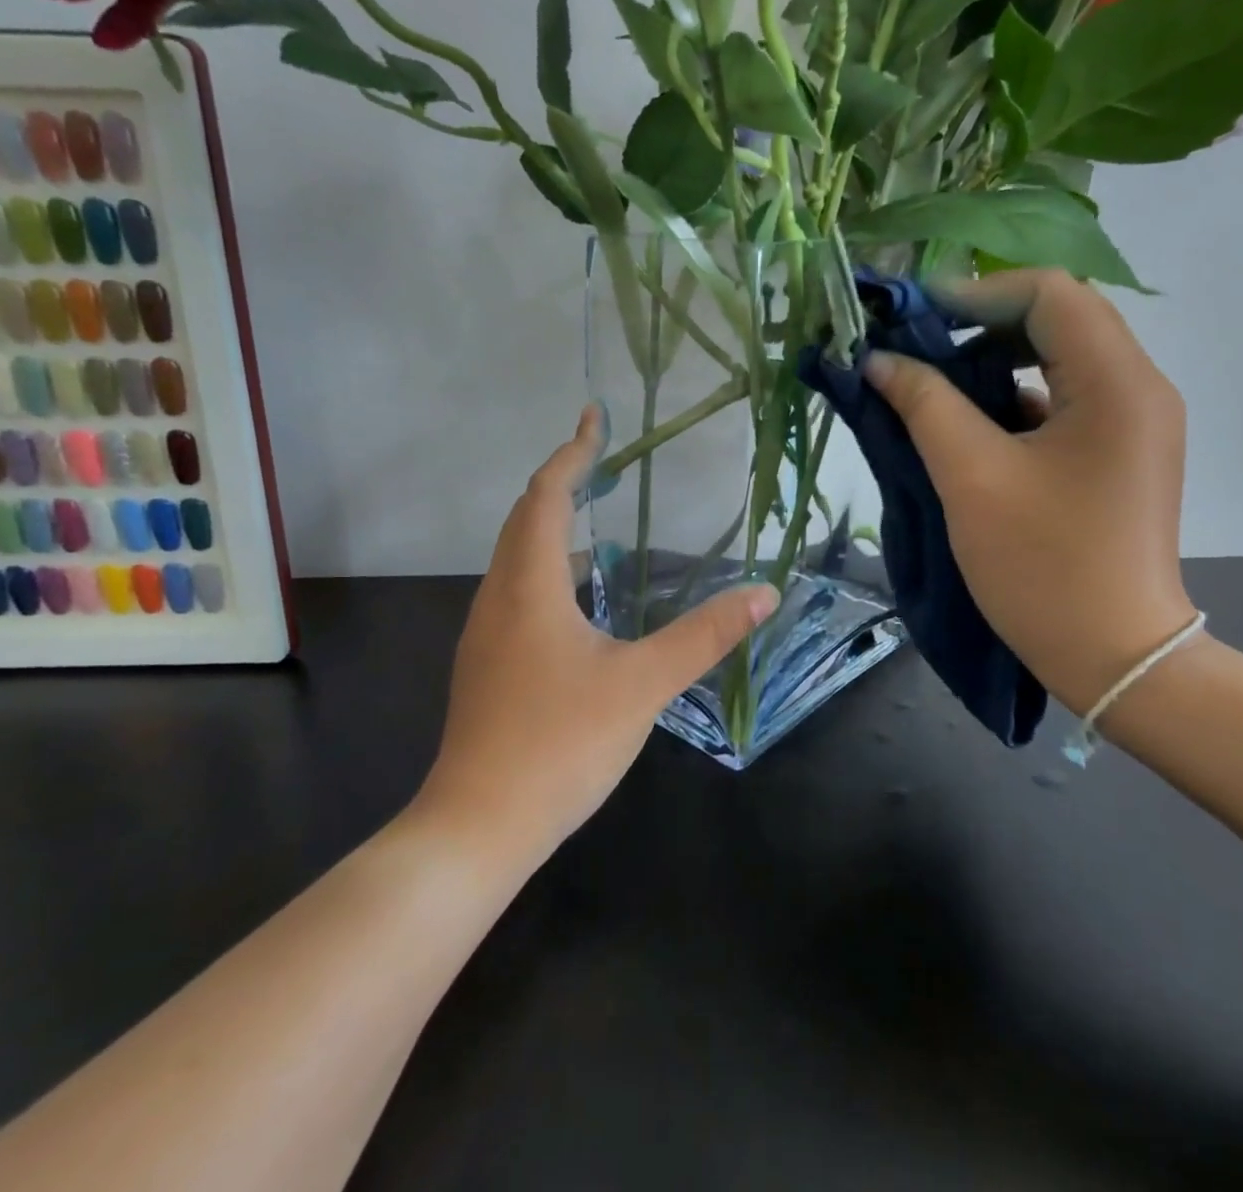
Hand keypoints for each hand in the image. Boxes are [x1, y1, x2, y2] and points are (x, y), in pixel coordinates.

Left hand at [415, 406, 778, 871]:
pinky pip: (517, 590)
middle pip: (525, 518)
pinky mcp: (488, 664)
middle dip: (562, 480)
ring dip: (551, 525)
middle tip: (602, 459)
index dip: (572, 453)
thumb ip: (703, 635)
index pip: (546, 496)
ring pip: (517, 557)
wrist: (478, 825)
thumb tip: (763, 592)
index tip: (594, 418)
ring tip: (596, 517)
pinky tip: (581, 598)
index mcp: (530, 586)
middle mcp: (499, 596)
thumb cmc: (559, 744)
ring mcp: (486, 633)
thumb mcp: (642, 685)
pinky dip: (547, 567)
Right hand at [862, 269, 1195, 710]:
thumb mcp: (971, 477)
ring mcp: (1133, 421)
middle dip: (980, 323)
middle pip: (1057, 318)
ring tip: (933, 381)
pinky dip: (1012, 395)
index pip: (1048, 293)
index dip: (974, 294)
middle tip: (916, 347)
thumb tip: (878, 360)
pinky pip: (1063, 397)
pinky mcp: (1118, 451)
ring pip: (1059, 357)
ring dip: (994, 359)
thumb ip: (924, 405)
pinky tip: (966, 421)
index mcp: (1116, 382)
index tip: (911, 319)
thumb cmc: (1043, 566)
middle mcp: (1138, 387)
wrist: (1115, 656)